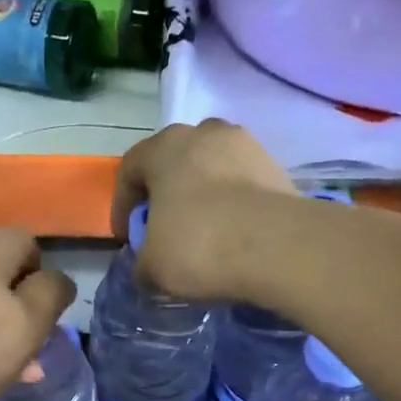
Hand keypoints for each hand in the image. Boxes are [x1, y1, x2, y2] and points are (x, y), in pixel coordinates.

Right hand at [112, 119, 301, 301]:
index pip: (129, 169)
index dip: (122, 205)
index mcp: (164, 147)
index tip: (127, 237)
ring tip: (204, 232)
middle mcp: (204, 133)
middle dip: (165, 194)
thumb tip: (146, 267)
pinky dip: (233, 204)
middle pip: (173, 162)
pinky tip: (234, 234)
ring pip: (211, 169)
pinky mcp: (277, 167)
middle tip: (164, 230)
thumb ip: (141, 264)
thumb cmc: (199, 247)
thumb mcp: (152, 268)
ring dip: (202, 196)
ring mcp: (246, 145)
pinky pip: (242, 184)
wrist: (277, 247)